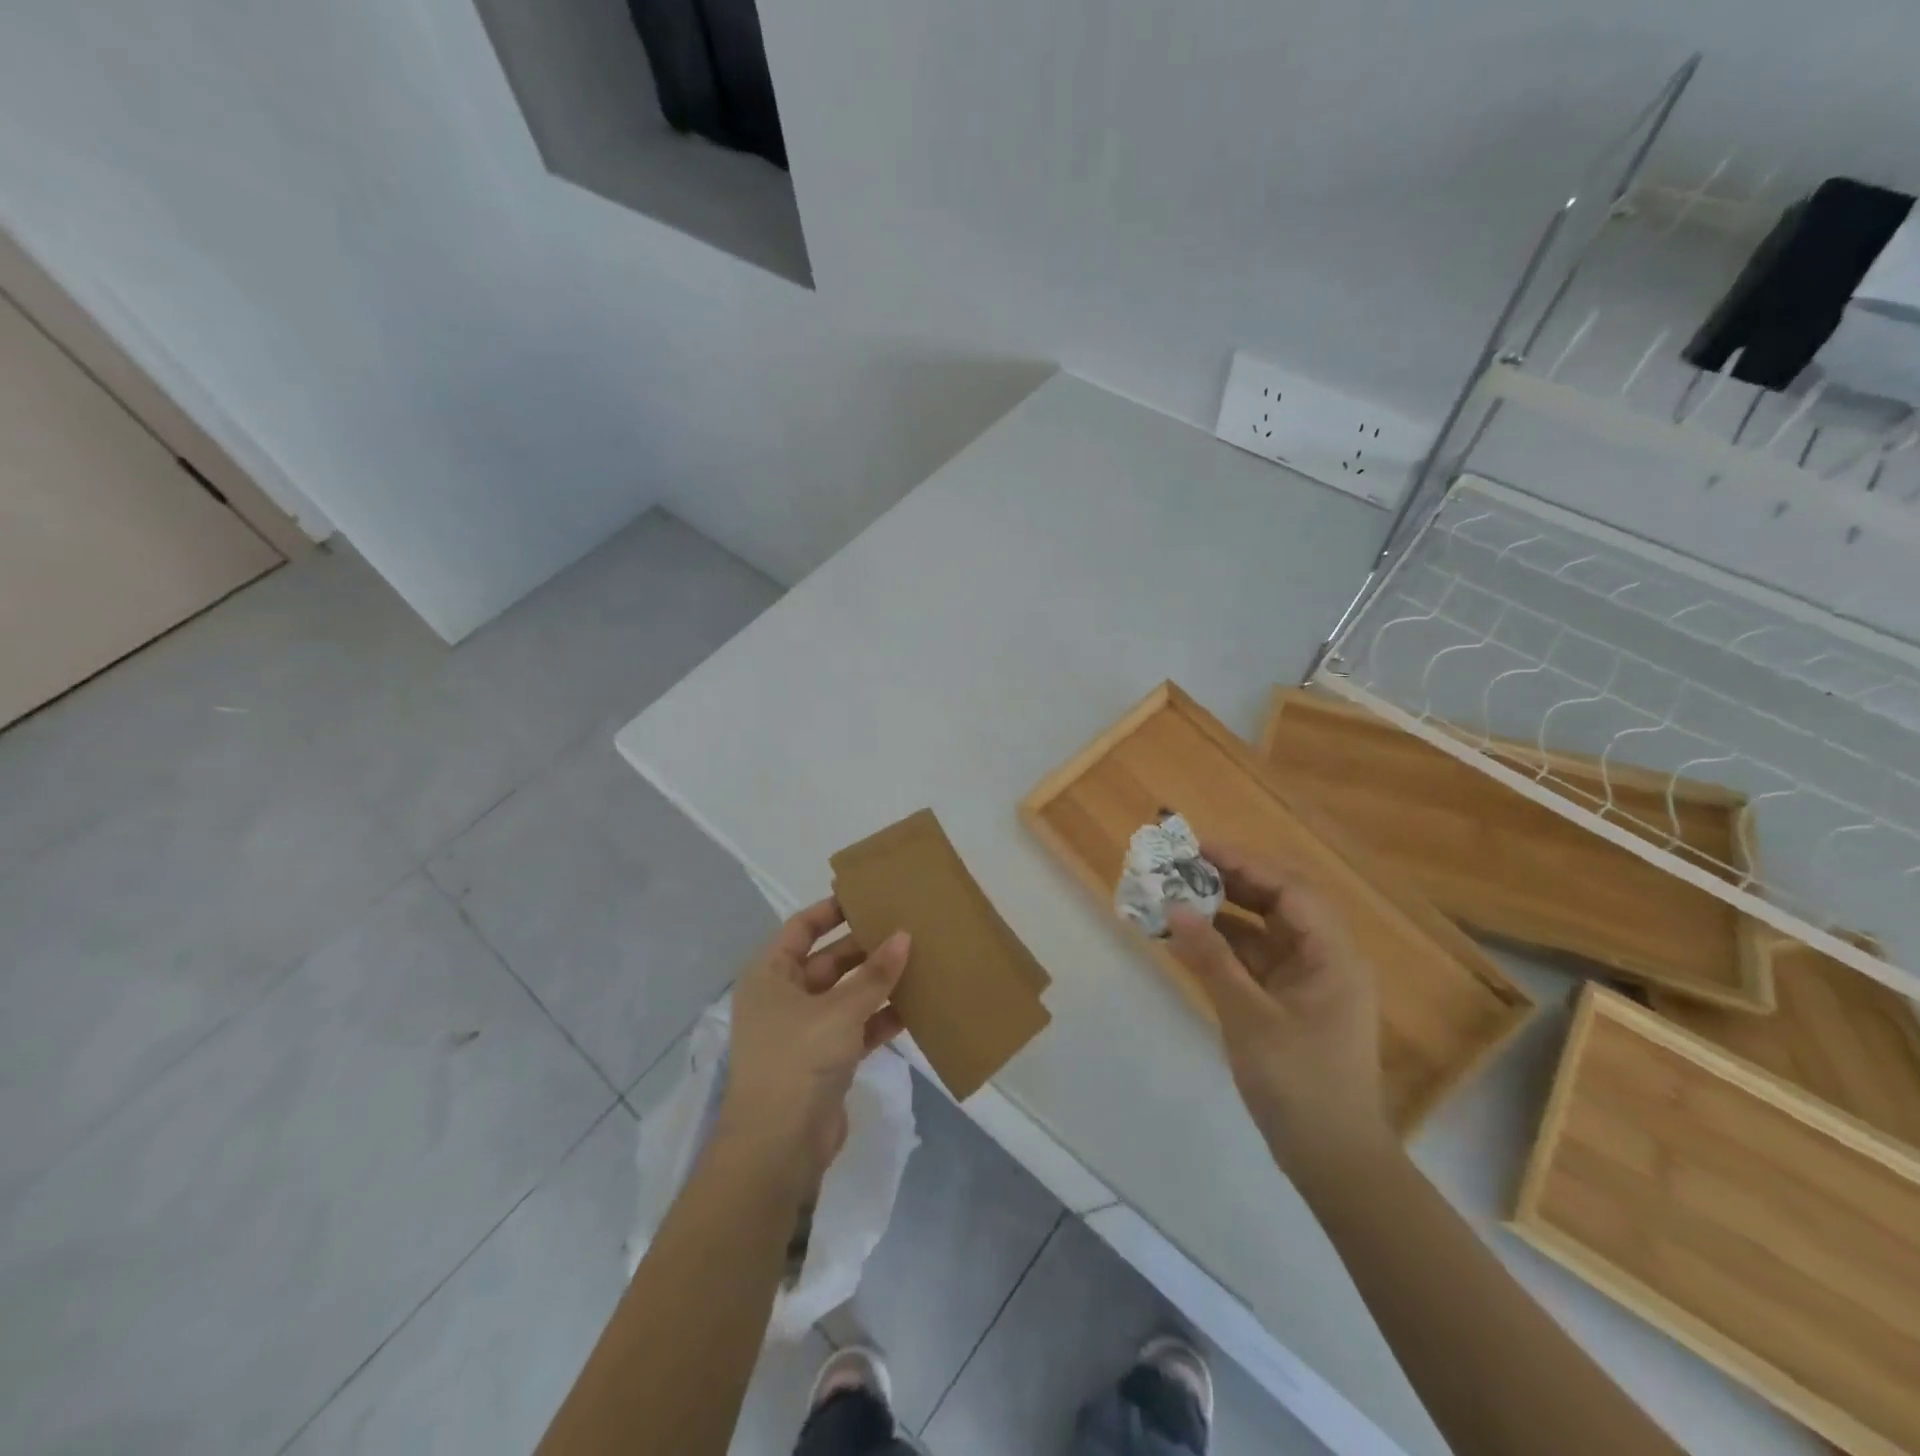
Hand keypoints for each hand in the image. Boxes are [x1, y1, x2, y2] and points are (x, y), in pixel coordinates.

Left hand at [718, 898, 910, 1189]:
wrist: (779, 1148)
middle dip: (865, 947)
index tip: (868, 896)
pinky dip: (881, 1018)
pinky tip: (915, 1008)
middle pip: (828, 960)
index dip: (831, 910)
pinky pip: (857, 1027)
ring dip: (877, 983)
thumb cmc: (798, 1060)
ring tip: (918, 961)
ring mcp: (804, 1031)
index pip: (801, 928)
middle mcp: (783, 998)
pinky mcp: (824, 1061)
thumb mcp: (839, 1010)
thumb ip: (874, 975)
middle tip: (906, 927)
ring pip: (846, 995)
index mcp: (770, 976)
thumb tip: (905, 936)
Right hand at [1165, 844, 1387, 1176]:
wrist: (1333, 1159)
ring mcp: (1308, 980)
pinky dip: (1224, 947)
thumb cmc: (1299, 1084)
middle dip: (1231, 881)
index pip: (1289, 889)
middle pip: (1278, 901)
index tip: (1197, 849)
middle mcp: (1325, 958)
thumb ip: (1211, 959)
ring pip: (1264, 929)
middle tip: (1182, 867)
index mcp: (1332, 955)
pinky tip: (1188, 940)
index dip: (1244, 863)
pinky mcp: (1291, 1001)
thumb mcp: (1249, 1017)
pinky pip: (1255, 959)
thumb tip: (1175, 908)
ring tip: (1177, 896)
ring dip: (1224, 913)